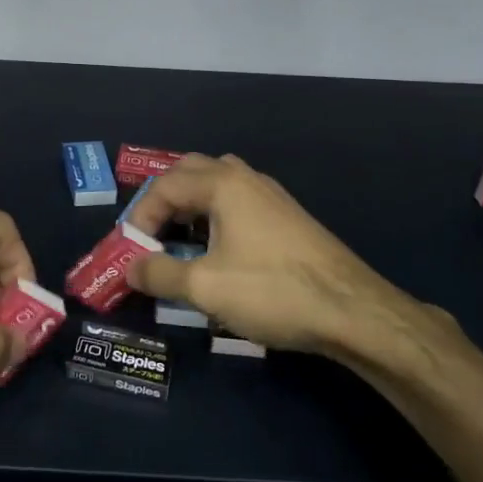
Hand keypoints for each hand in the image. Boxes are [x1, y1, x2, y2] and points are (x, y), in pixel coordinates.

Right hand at [127, 154, 457, 380]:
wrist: (352, 310)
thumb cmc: (272, 291)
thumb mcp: (204, 287)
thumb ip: (159, 273)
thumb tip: (130, 267)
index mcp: (222, 184)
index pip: (164, 186)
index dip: (140, 217)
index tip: (132, 252)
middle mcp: (246, 178)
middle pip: (190, 171)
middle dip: (164, 200)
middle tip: (153, 234)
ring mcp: (271, 195)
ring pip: (218, 183)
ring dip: (192, 205)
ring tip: (181, 240)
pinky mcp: (288, 217)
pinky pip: (238, 201)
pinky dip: (216, 215)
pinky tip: (220, 251)